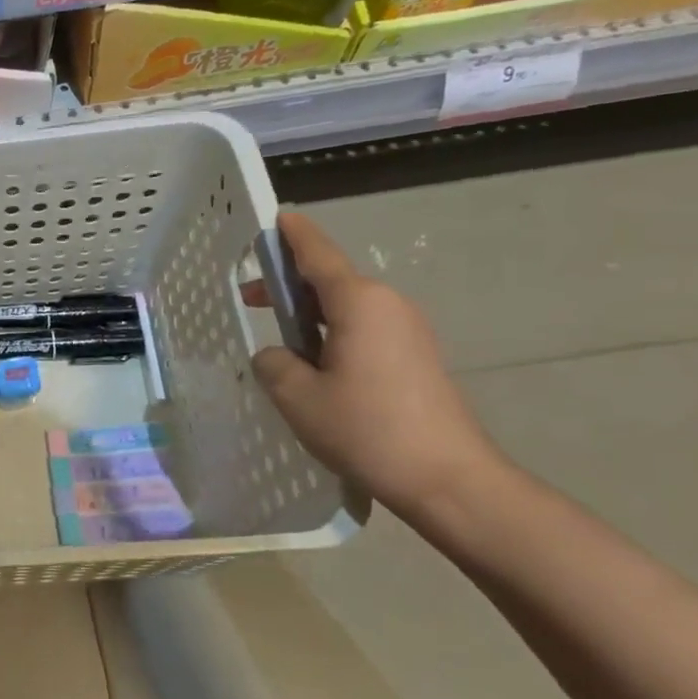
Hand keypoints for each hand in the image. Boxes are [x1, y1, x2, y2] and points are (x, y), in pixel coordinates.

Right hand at [251, 213, 503, 521]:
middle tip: (250, 298)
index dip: (292, 236)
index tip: (273, 219)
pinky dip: (332, 334)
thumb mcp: (298, 396)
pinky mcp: (415, 357)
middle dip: (289, 285)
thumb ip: (274, 363)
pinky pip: (363, 330)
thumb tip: (278, 356)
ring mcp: (408, 331)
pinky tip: (314, 366)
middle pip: (331, 280)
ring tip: (279, 340)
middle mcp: (388, 305)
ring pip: (346, 308)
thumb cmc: (367, 429)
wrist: (448, 479)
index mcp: (359, 303)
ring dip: (310, 315)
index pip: (318, 255)